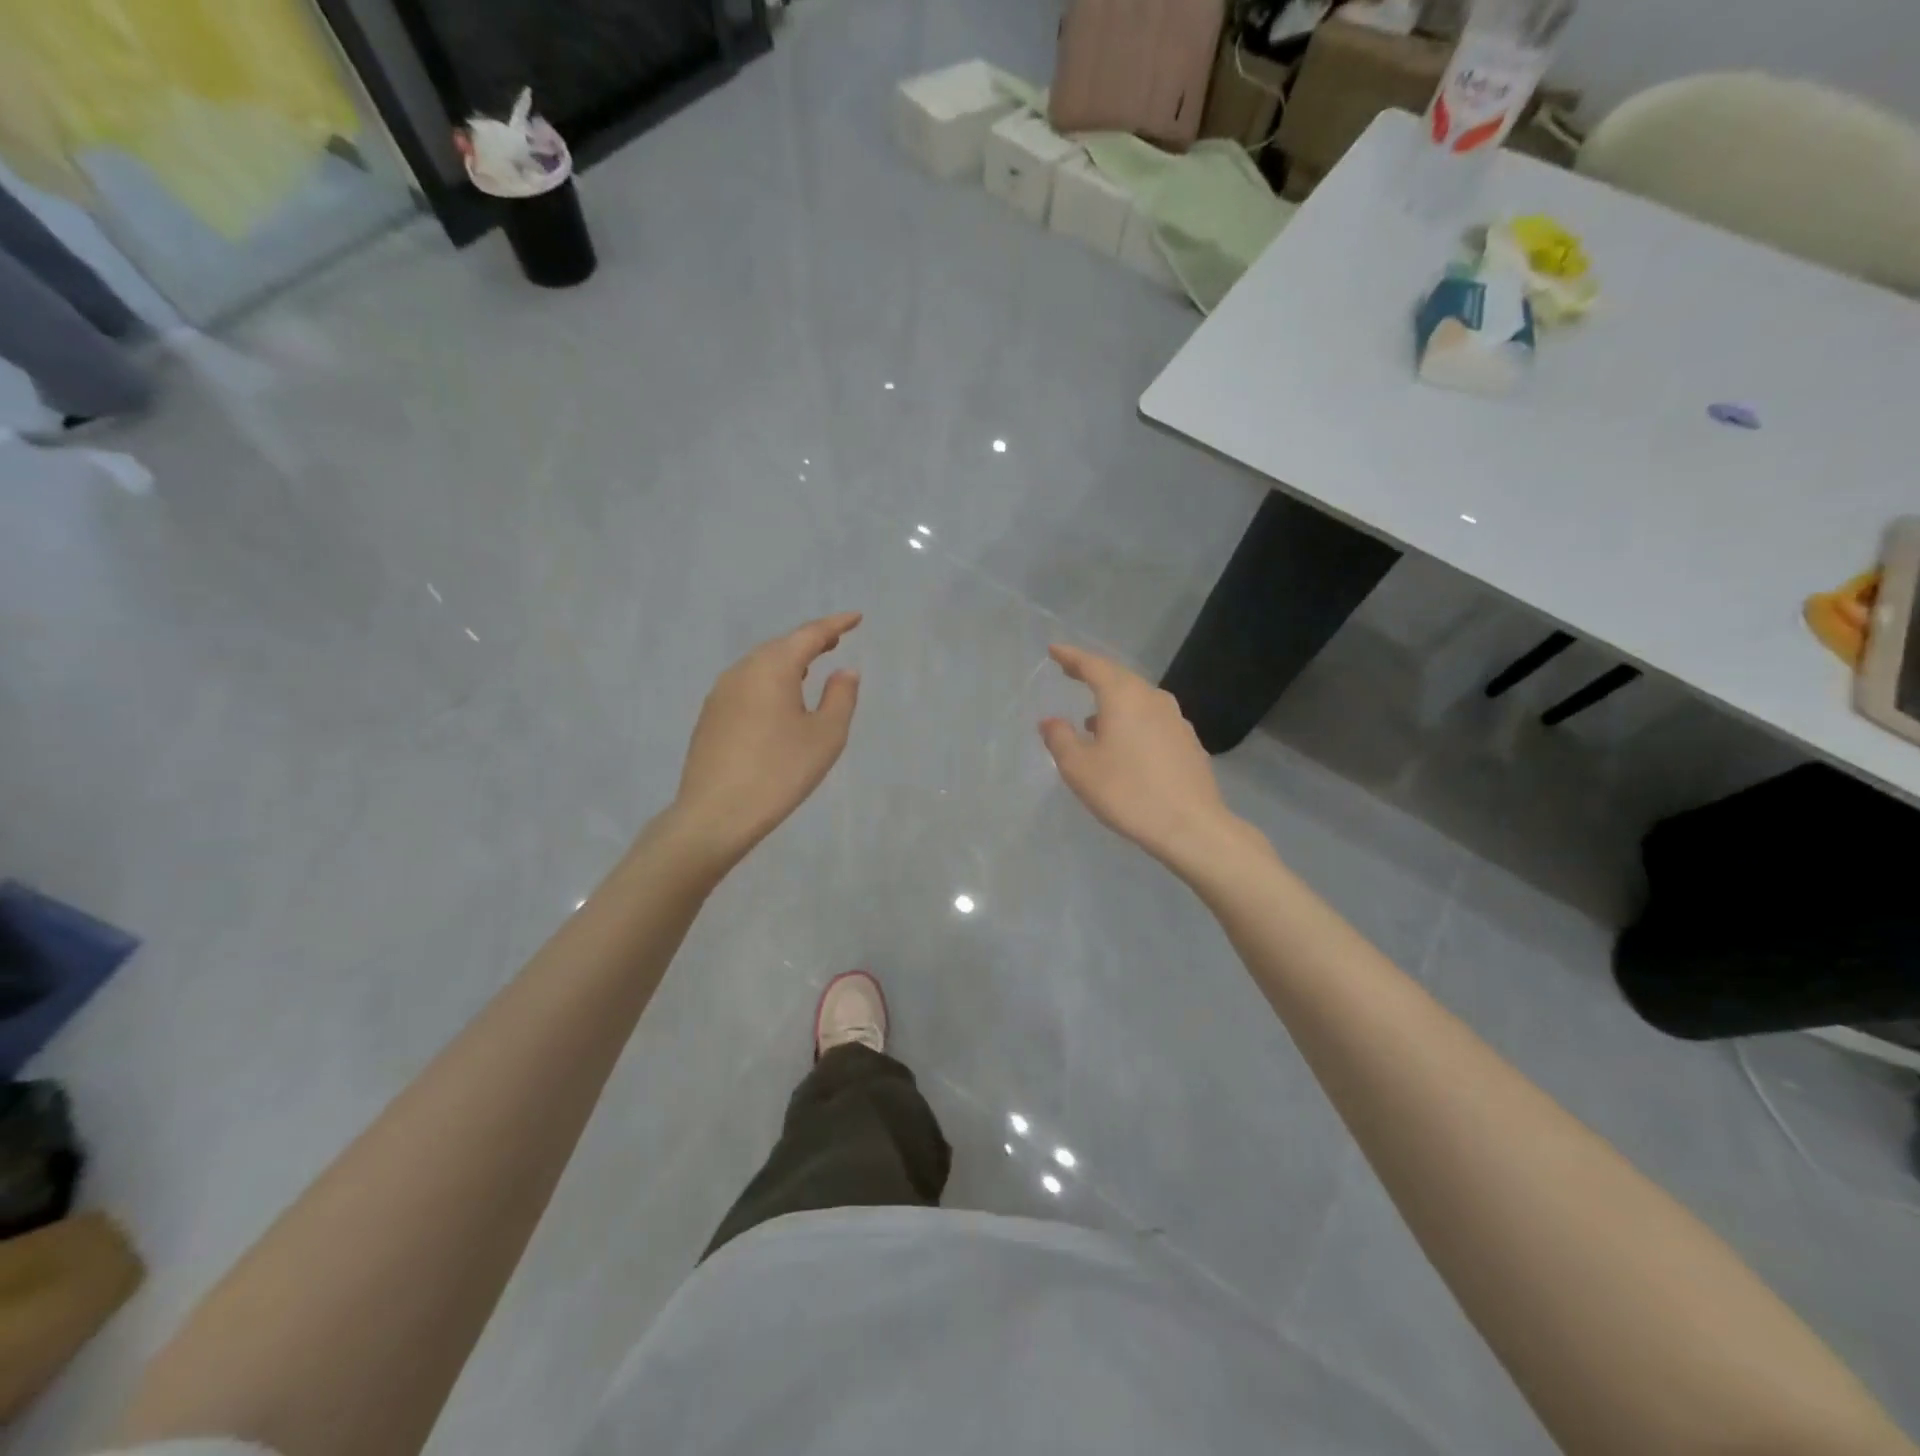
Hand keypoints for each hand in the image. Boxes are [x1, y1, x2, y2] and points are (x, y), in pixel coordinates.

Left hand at [672, 613, 861, 868]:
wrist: (716, 813)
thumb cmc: (780, 771)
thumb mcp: (826, 736)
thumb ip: (841, 697)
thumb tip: (845, 671)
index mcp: (772, 667)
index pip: (809, 634)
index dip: (835, 624)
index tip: (856, 618)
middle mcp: (742, 671)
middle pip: (781, 646)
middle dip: (809, 641)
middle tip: (835, 641)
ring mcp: (720, 693)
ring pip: (760, 665)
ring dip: (787, 662)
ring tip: (810, 668)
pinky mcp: (710, 716)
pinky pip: (747, 685)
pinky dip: (769, 682)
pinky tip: (778, 700)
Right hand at [1039, 645, 1248, 871]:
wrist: (1190, 826)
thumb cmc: (1127, 792)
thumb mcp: (1079, 768)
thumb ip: (1060, 738)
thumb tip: (1050, 720)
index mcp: (1123, 697)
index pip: (1093, 665)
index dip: (1071, 657)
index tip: (1054, 651)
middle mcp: (1152, 698)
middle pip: (1119, 677)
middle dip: (1093, 674)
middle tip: (1072, 672)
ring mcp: (1175, 719)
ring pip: (1138, 698)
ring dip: (1114, 701)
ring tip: (1093, 718)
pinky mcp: (1187, 741)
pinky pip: (1152, 718)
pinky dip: (1132, 720)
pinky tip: (1124, 743)